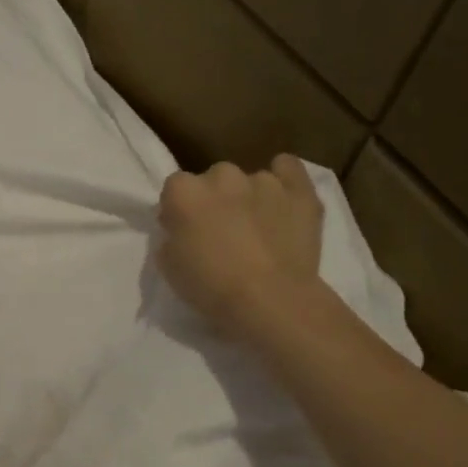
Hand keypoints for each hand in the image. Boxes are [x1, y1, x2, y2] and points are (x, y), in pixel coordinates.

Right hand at [157, 155, 324, 332]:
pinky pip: (288, 167)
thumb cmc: (210, 287)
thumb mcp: (169, 267)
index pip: (175, 188)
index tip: (185, 231)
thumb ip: (171, 237)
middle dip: (215, 199)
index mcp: (184, 193)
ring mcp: (263, 180)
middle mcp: (222, 176)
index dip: (179, 209)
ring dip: (248, 197)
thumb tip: (181, 229)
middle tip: (221, 232)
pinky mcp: (298, 190)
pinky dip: (284, 177)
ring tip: (256, 229)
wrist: (269, 299)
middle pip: (213, 179)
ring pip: (250, 180)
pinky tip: (281, 198)